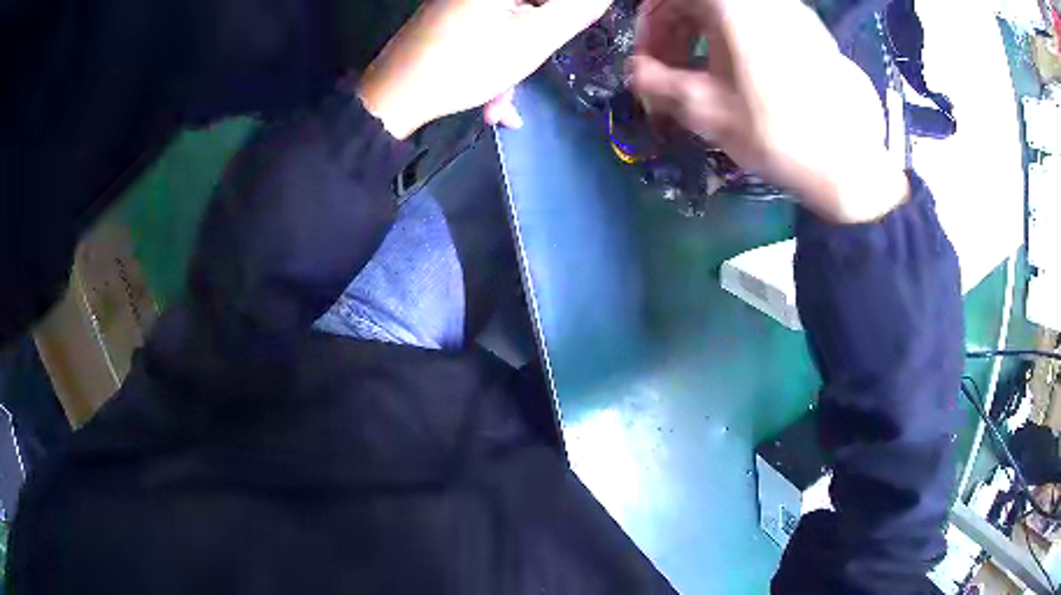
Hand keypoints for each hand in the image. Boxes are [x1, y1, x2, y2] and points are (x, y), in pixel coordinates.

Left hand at [358, 0, 610, 139]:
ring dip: (513, 64)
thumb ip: (576, 9)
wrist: (392, 100)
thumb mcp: (533, 38)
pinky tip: (491, 103)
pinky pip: (484, 36)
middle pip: (530, 8)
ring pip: (507, 24)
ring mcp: (457, 4)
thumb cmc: (465, 64)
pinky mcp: (446, 23)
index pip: (553, 1)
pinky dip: (493, 64)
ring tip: (501, 105)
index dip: (565, 15)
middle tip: (530, 70)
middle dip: (538, 42)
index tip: (563, 35)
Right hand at [629, 0, 907, 223]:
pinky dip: (740, 42)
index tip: (648, 63)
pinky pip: (761, 24)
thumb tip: (636, 72)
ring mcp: (792, 12)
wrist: (851, 164)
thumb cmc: (775, 133)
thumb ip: (656, 82)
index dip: (649, 29)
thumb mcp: (704, 109)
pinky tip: (745, 78)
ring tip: (707, 78)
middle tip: (671, 72)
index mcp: (730, 4)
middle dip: (676, 34)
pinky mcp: (813, 34)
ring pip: (732, 13)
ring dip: (706, 39)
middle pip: (700, 2)